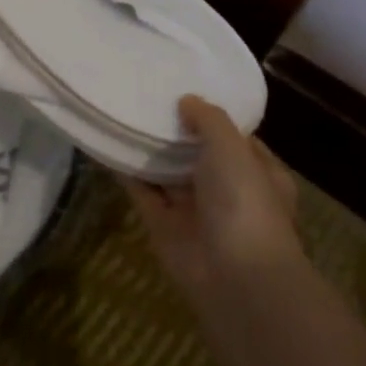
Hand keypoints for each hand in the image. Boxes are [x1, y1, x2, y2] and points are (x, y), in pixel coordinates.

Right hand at [122, 96, 302, 297]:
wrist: (232, 275)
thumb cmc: (244, 201)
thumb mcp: (232, 148)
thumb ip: (209, 119)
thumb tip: (187, 100)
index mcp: (258, 173)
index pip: (235, 139)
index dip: (211, 117)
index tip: (184, 91)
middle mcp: (227, 190)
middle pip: (197, 154)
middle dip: (175, 131)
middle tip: (145, 95)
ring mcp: (194, 209)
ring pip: (167, 173)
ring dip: (149, 150)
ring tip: (122, 112)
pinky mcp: (163, 225)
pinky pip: (141, 191)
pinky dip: (125, 171)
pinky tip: (106, 144)